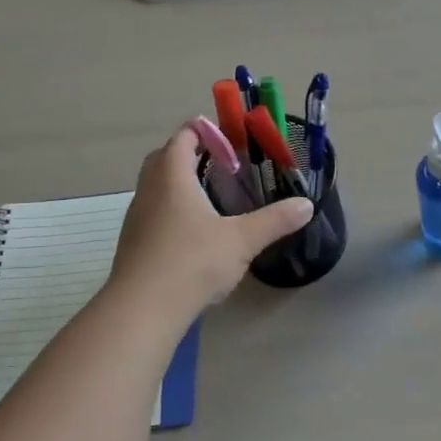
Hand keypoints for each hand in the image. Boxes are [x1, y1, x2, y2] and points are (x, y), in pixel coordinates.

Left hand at [109, 124, 313, 312]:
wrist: (142, 310)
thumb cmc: (192, 262)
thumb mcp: (242, 240)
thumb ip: (275, 220)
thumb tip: (307, 205)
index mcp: (172, 178)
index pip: (183, 138)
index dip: (203, 131)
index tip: (228, 136)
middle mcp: (149, 190)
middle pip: (163, 158)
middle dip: (189, 153)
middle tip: (220, 163)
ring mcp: (137, 218)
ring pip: (155, 186)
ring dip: (177, 181)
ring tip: (210, 195)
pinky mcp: (133, 243)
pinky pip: (152, 211)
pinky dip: (171, 208)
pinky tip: (193, 230)